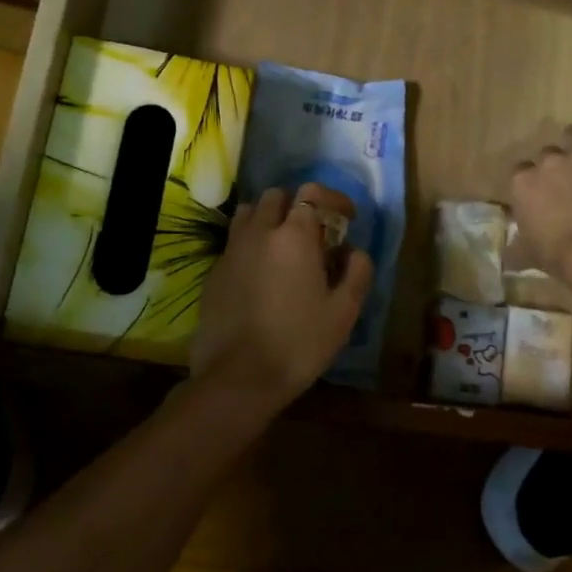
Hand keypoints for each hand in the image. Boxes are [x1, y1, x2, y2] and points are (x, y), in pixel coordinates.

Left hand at [190, 184, 374, 414]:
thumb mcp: (344, 311)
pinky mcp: (214, 273)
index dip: (334, 200)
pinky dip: (251, 244)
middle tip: (315, 232)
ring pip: (249, 213)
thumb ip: (357, 271)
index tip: (347, 217)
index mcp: (294, 236)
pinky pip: (234, 243)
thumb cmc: (300, 342)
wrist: (239, 377)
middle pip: (276, 196)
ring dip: (269, 218)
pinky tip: (261, 274)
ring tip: (284, 245)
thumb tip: (354, 250)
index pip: (312, 194)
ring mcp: (232, 251)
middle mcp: (259, 232)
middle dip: (298, 206)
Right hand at [510, 125, 571, 279]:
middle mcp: (547, 161)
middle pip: (549, 152)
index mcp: (522, 183)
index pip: (520, 172)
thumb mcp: (528, 254)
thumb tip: (510, 252)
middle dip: (558, 164)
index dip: (533, 181)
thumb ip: (517, 246)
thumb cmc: (559, 256)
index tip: (543, 195)